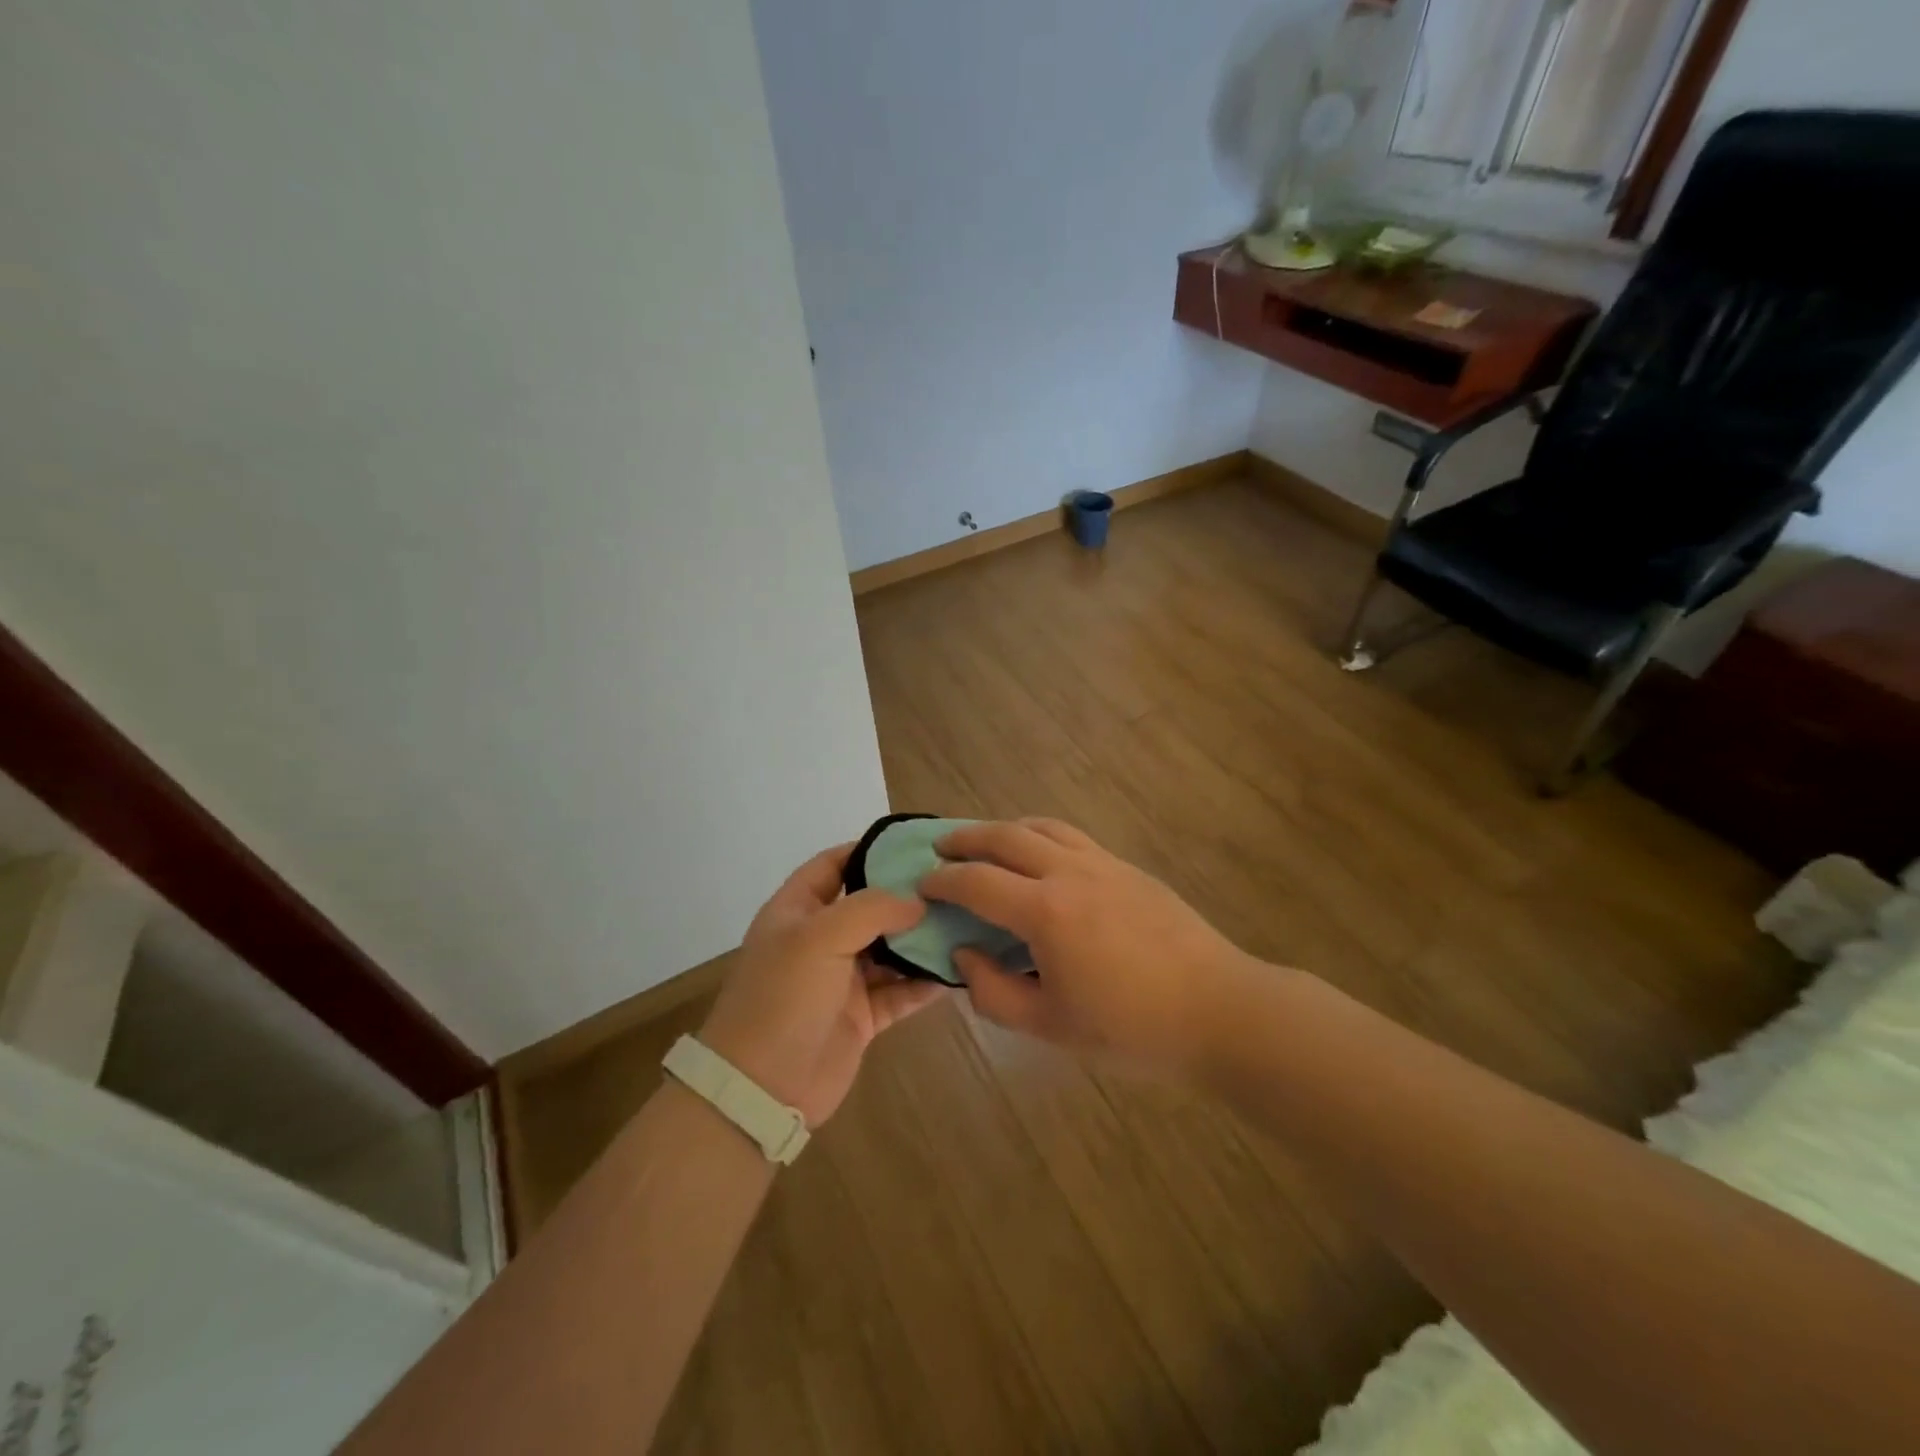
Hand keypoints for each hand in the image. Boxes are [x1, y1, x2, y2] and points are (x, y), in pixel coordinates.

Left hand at [699, 843, 945, 1125]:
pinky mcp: (862, 1016)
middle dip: (907, 896)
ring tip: (965, 922)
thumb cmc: (784, 997)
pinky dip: (925, 982)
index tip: (916, 844)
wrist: (762, 1089)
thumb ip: (872, 909)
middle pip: (869, 906)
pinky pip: (900, 991)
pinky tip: (957, 970)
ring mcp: (842, 979)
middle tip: (955, 883)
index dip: (869, 850)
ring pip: (890, 949)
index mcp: (797, 911)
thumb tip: (918, 901)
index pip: (834, 864)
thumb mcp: (820, 937)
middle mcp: (820, 940)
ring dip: (921, 939)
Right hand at [921, 819, 1257, 1075]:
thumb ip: (994, 992)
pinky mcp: (1128, 868)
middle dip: (965, 838)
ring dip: (1004, 829)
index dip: (942, 881)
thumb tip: (964, 954)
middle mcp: (1069, 873)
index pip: (977, 883)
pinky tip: (1040, 857)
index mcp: (1044, 912)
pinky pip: (1072, 837)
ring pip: (1041, 827)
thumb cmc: (1131, 1028)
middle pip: (1005, 837)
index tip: (921, 884)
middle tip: (940, 847)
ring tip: (986, 843)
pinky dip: (1041, 836)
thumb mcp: (1050, 1026)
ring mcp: (1103, 864)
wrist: (1218, 1010)